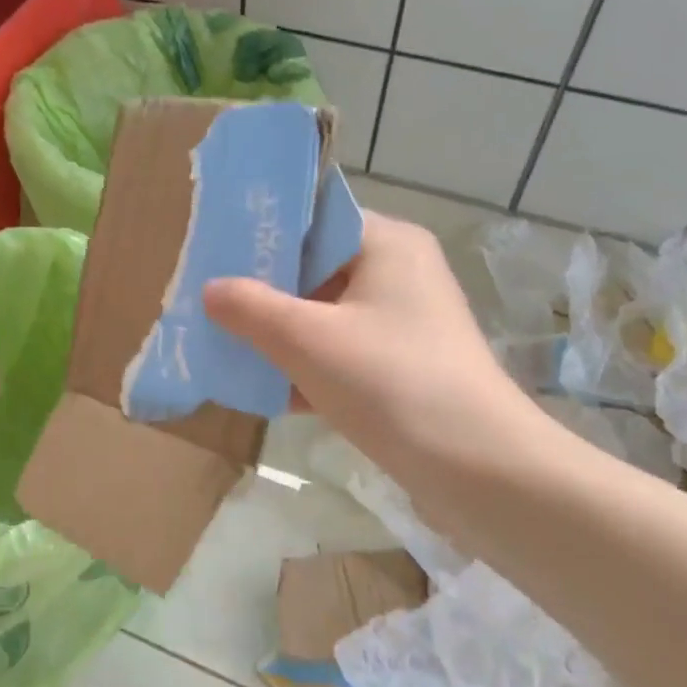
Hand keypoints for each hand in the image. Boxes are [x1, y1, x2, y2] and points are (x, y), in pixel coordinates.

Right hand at [203, 212, 541, 483]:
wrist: (476, 467)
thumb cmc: (389, 381)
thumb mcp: (307, 340)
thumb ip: (251, 309)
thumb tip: (210, 290)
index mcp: (386, 244)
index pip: (316, 219)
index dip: (265, 234)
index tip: (216, 254)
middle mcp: (399, 274)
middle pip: (317, 269)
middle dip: (264, 293)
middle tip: (211, 305)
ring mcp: (403, 324)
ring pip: (326, 316)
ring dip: (280, 335)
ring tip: (226, 347)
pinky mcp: (402, 367)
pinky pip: (341, 353)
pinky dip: (307, 368)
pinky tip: (263, 390)